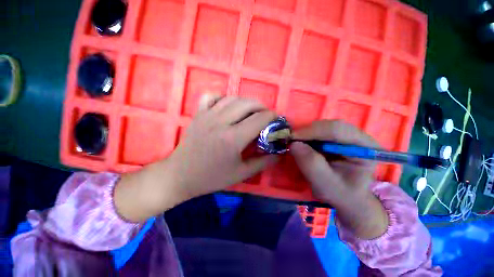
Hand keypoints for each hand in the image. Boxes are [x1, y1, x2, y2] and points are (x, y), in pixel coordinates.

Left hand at [116, 95, 277, 221]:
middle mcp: (221, 122)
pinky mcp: (198, 114)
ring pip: (232, 98)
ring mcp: (207, 116)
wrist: (180, 175)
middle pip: (247, 103)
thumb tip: (279, 153)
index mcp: (233, 138)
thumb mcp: (241, 174)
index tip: (276, 120)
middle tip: (265, 116)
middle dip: (261, 107)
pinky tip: (227, 107)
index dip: (272, 117)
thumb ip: (263, 162)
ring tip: (250, 111)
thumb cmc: (211, 177)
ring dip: (246, 102)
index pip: (260, 119)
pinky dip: (222, 98)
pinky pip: (211, 96)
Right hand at [290, 120, 388, 238]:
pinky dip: (308, 136)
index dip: (312, 131)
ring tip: (297, 143)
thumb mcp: (325, 184)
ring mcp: (348, 136)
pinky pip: (320, 131)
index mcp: (365, 148)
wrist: (347, 196)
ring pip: (324, 126)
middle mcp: (359, 137)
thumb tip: (293, 144)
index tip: (292, 138)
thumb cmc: (340, 193)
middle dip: (308, 131)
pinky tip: (303, 143)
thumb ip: (311, 164)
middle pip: (331, 125)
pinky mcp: (337, 138)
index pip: (338, 131)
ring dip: (307, 133)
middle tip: (292, 140)